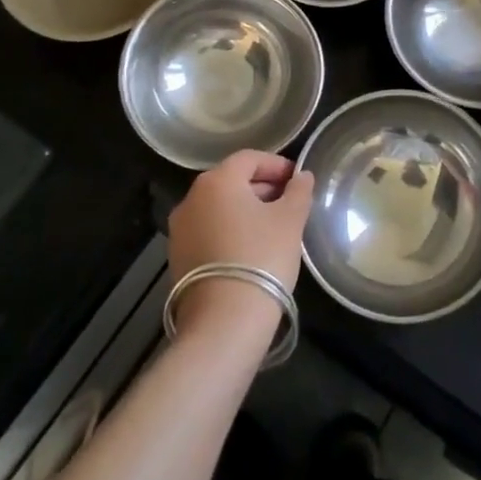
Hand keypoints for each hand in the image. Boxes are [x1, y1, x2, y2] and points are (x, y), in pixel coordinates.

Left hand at [168, 150, 314, 337]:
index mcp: (217, 181)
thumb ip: (299, 191)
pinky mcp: (178, 257)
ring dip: (246, 209)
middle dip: (262, 187)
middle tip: (289, 203)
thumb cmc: (262, 257)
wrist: (224, 321)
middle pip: (231, 181)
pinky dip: (230, 230)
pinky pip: (208, 230)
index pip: (250, 158)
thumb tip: (302, 176)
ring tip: (273, 227)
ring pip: (219, 207)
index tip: (297, 180)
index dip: (277, 165)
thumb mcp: (290, 220)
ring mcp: (180, 229)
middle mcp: (192, 198)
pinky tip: (251, 249)